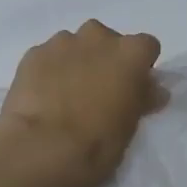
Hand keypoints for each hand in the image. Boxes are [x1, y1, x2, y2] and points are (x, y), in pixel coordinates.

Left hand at [0, 20, 165, 186]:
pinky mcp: (33, 54)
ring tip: (66, 95)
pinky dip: (49, 70)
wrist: (40, 148)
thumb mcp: (130, 126)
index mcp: (130, 53)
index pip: (146, 47)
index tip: (133, 88)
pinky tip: (44, 97)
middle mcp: (98, 37)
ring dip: (76, 62)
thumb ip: (142, 99)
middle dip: (105, 59)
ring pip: (75, 45)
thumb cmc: (96, 142)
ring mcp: (62, 42)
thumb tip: (154, 90)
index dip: (140, 67)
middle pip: (108, 40)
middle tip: (98, 91)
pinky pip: (48, 57)